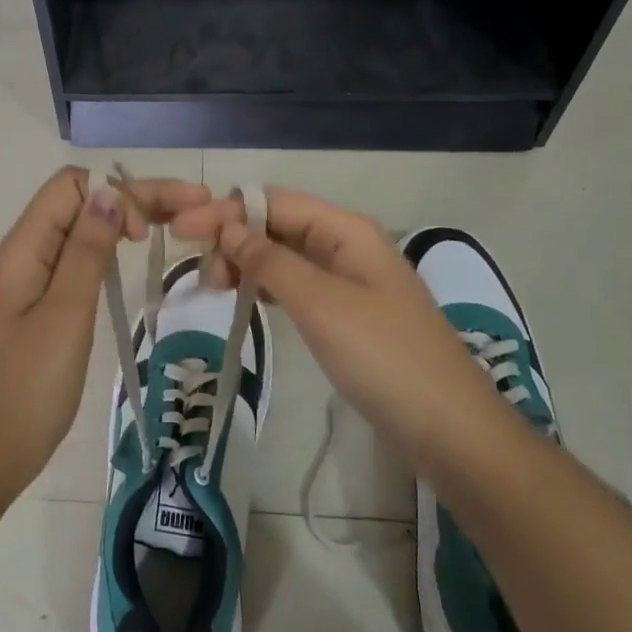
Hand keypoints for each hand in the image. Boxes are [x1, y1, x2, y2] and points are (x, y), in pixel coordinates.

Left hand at [0, 166, 210, 500]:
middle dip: (138, 196)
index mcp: (25, 247)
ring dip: (129, 217)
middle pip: (84, 201)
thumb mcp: (64, 315)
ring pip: (87, 226)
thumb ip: (85, 251)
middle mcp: (29, 251)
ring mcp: (36, 277)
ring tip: (181, 222)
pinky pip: (82, 255)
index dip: (116, 192)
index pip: (73, 185)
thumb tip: (110, 191)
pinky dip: (114, 246)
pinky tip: (139, 252)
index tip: (148, 231)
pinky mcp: (46, 302)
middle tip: (198, 204)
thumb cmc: (27, 387)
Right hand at [172, 187, 520, 469]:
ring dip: (246, 262)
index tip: (180, 232)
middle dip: (233, 237)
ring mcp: (349, 280)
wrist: (450, 430)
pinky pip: (297, 284)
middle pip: (277, 224)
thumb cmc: (384, 358)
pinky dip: (266, 286)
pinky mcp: (347, 313)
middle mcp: (346, 244)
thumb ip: (270, 261)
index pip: (273, 201)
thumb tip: (227, 228)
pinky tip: (245, 298)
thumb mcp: (320, 304)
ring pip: (284, 255)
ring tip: (214, 288)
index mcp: (346, 230)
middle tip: (202, 276)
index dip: (225, 211)